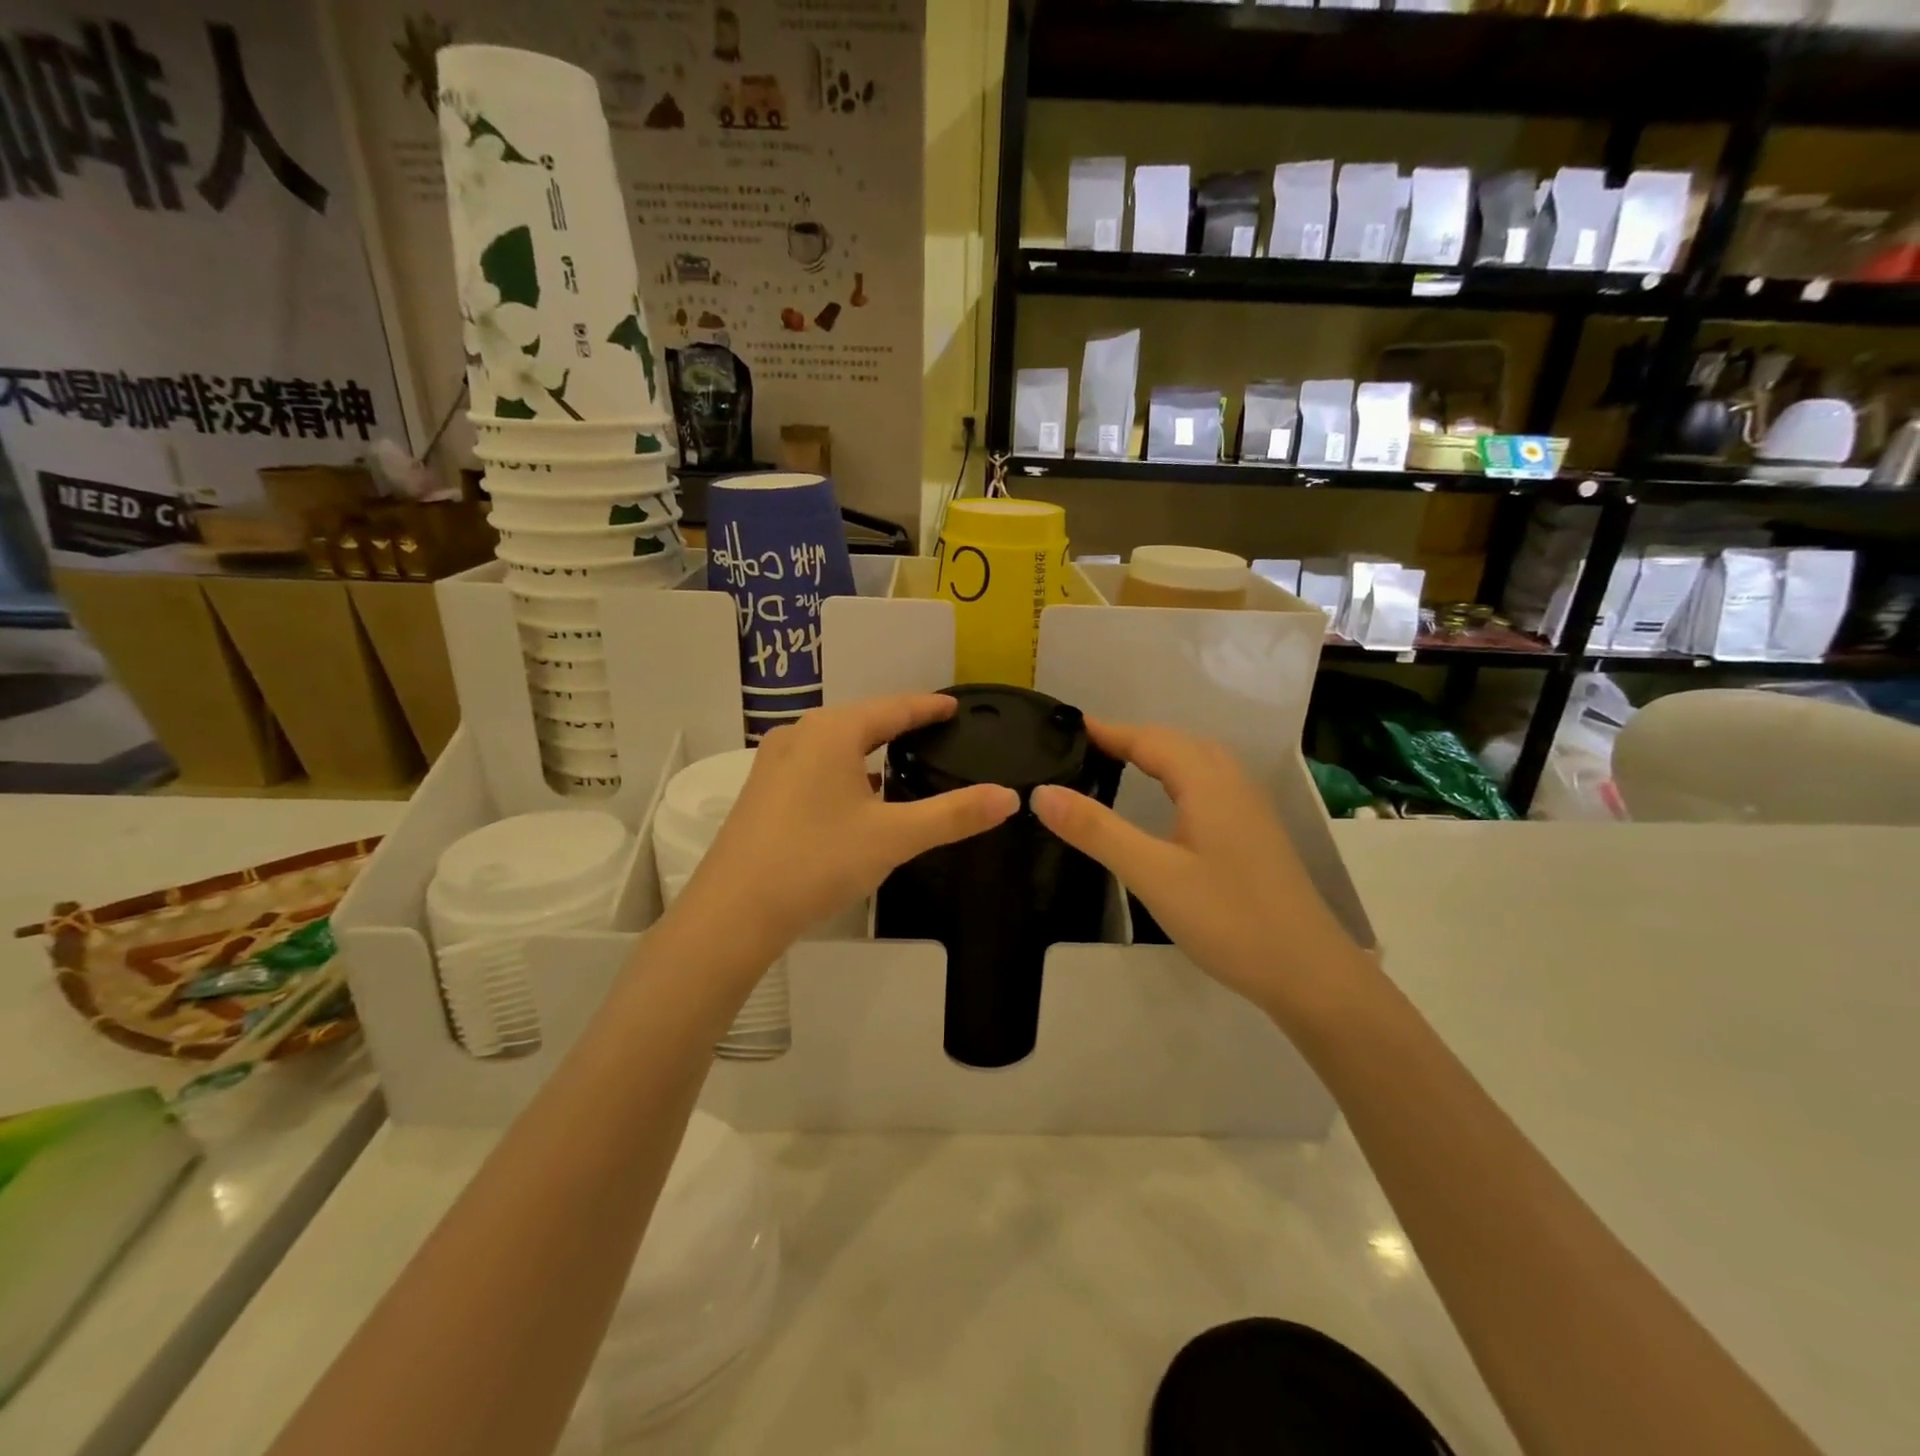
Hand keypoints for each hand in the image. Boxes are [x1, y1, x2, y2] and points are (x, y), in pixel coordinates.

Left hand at [669, 694, 1017, 971]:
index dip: (928, 707)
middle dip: (900, 724)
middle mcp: (800, 735)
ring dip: (870, 750)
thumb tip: (1009, 797)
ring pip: (836, 745)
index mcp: (832, 731)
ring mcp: (774, 763)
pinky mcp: (762, 791)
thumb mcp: (894, 837)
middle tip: (937, 731)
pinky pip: (816, 767)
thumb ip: (954, 814)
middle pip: (862, 721)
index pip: (894, 708)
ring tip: (904, 760)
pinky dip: (846, 771)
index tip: (955, 706)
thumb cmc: (817, 861)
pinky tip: (860, 796)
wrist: (733, 912)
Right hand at [1031, 721, 1367, 1022]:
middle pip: (1175, 743)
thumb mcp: (1152, 874)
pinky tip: (1165, 805)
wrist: (1309, 973)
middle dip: (1129, 738)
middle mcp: (1232, 783)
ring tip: (1114, 767)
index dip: (1106, 731)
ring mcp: (1249, 809)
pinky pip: (1209, 785)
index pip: (1148, 738)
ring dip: (1155, 755)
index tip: (1064, 728)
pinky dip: (1176, 778)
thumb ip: (1097, 830)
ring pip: (1196, 763)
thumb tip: (1043, 792)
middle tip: (1082, 750)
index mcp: (1208, 782)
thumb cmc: (1228, 918)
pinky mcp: (1255, 834)